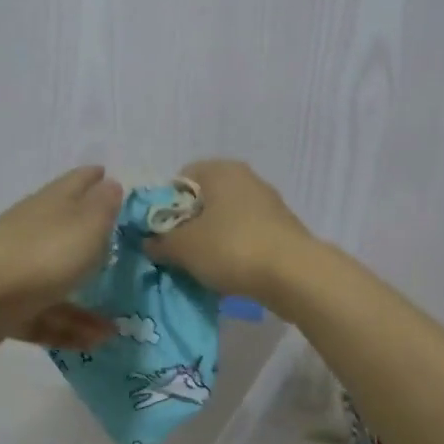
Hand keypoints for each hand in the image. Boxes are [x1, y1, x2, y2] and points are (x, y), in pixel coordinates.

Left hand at [0, 166, 122, 348]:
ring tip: (113, 326)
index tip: (104, 173)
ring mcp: (15, 269)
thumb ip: (103, 207)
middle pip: (62, 229)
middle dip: (86, 236)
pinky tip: (93, 343)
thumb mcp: (87, 227)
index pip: (74, 182)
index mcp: (50, 204)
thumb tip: (109, 184)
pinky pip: (44, 316)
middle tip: (114, 245)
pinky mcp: (4, 306)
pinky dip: (67, 328)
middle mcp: (30, 231)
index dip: (91, 177)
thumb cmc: (42, 255)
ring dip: (84, 303)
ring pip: (55, 280)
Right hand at [144, 159, 313, 301]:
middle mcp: (245, 178)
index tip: (160, 235)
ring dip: (211, 241)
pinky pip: (246, 235)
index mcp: (220, 169)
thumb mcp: (183, 248)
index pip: (179, 179)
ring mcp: (268, 203)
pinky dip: (234, 250)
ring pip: (225, 219)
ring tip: (202, 268)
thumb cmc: (231, 248)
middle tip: (177, 254)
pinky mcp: (282, 228)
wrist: (294, 274)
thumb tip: (150, 243)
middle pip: (204, 200)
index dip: (164, 207)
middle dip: (188, 226)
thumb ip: (160, 243)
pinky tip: (229, 273)